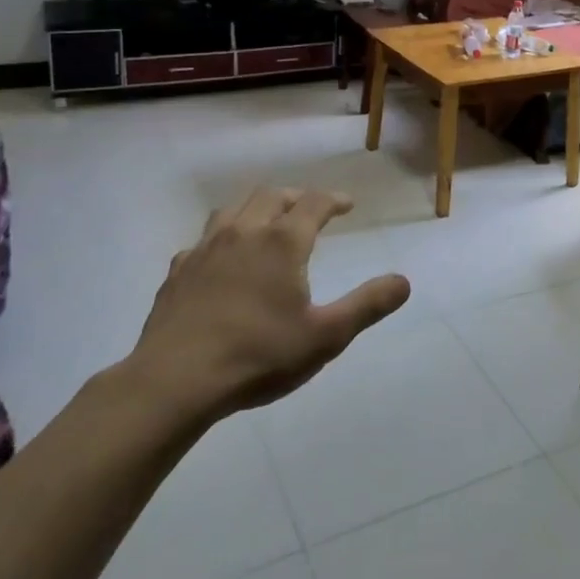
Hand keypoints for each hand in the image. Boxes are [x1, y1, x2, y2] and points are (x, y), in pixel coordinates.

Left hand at [115, 186, 408, 441]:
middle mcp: (243, 233)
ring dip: (256, 207)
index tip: (347, 204)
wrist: (175, 382)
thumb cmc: (258, 356)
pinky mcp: (177, 272)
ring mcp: (205, 249)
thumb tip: (404, 281)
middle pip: (271, 196)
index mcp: (282, 242)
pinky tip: (221, 258)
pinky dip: (222, 237)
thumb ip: (367, 305)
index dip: (333, 199)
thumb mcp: (326, 336)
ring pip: (233, 209)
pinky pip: (203, 240)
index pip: (313, 202)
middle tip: (310, 208)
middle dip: (295, 196)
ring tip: (267, 220)